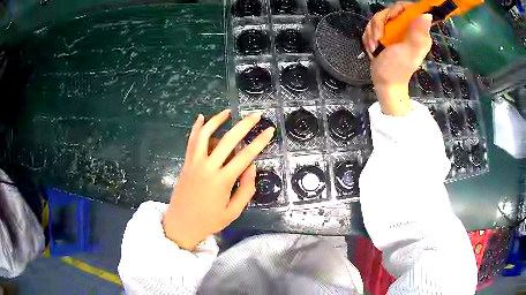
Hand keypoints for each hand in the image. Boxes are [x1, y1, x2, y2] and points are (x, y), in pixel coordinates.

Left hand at [162, 110, 274, 250]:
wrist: (181, 225)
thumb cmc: (209, 221)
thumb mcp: (233, 212)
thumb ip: (245, 189)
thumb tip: (251, 167)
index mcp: (223, 180)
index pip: (246, 156)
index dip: (260, 142)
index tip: (269, 130)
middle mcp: (208, 167)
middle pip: (228, 140)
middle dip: (244, 125)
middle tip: (255, 115)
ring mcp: (195, 163)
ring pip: (206, 135)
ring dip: (217, 120)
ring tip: (228, 112)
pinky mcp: (186, 163)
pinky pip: (191, 141)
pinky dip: (196, 128)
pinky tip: (201, 118)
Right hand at [362, 2, 432, 115]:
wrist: (384, 83)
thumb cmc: (396, 69)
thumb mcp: (408, 51)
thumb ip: (417, 34)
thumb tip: (427, 15)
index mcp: (418, 32)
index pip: (408, 9)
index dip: (397, 9)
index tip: (390, 18)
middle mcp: (408, 30)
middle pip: (390, 11)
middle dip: (380, 23)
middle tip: (378, 38)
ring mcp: (396, 32)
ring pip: (379, 18)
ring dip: (373, 32)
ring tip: (375, 46)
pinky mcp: (386, 35)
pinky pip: (373, 27)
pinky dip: (370, 36)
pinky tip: (372, 47)